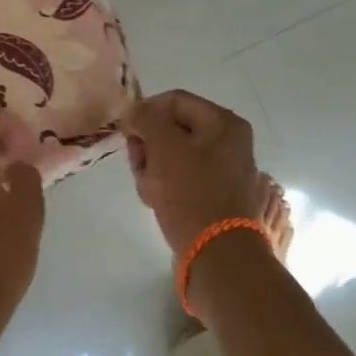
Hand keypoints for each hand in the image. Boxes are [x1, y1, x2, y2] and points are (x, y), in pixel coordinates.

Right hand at [123, 90, 268, 257]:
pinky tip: (156, 202)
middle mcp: (229, 142)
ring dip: (152, 168)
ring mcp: (224, 171)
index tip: (126, 133)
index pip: (174, 101)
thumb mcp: (164, 147)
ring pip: (174, 156)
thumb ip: (146, 119)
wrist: (218, 254)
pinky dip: (165, 187)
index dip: (145, 112)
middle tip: (138, 165)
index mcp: (224, 123)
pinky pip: (182, 180)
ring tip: (148, 189)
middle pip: (173, 129)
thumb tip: (135, 109)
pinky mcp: (215, 196)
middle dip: (148, 145)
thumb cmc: (191, 193)